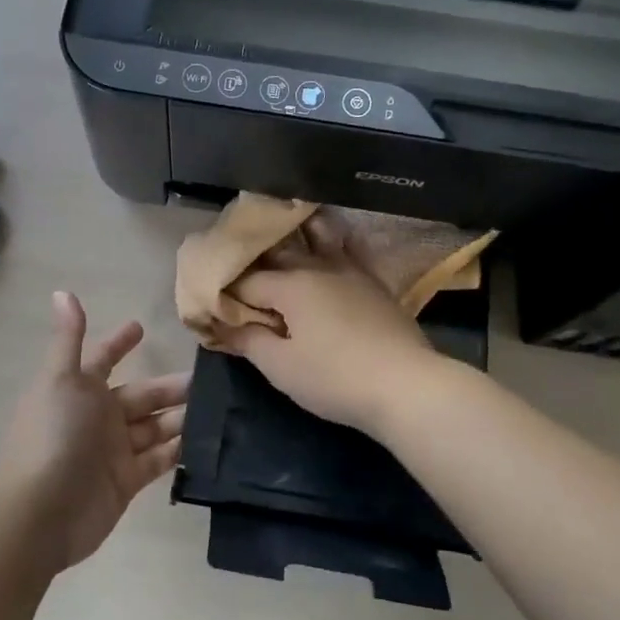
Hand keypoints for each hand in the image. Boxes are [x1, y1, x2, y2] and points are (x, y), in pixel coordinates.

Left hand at [0, 292, 188, 572]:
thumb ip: (70, 339)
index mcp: (80, 390)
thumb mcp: (61, 379)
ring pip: (154, 427)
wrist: (41, 513)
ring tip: (219, 408)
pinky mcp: (126, 482)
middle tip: (210, 379)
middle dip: (170, 387)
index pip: (104, 360)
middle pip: (141, 396)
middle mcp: (97, 417)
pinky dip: (179, 451)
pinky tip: (207, 443)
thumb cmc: (52, 436)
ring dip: (182, 417)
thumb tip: (62, 291)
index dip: (120, 344)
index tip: (142, 327)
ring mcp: (112, 452)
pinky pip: (158, 460)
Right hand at [227, 250, 441, 435]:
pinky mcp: (375, 283)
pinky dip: (335, 243)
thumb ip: (249, 341)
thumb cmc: (335, 378)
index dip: (226, 291)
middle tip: (239, 267)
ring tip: (283, 235)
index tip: (213, 301)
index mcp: (290, 284)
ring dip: (298, 234)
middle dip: (255, 258)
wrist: (406, 385)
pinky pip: (350, 251)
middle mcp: (319, 267)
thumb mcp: (281, 368)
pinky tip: (333, 242)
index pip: (246, 280)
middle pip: (279, 252)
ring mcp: (352, 271)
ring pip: (319, 238)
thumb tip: (224, 325)